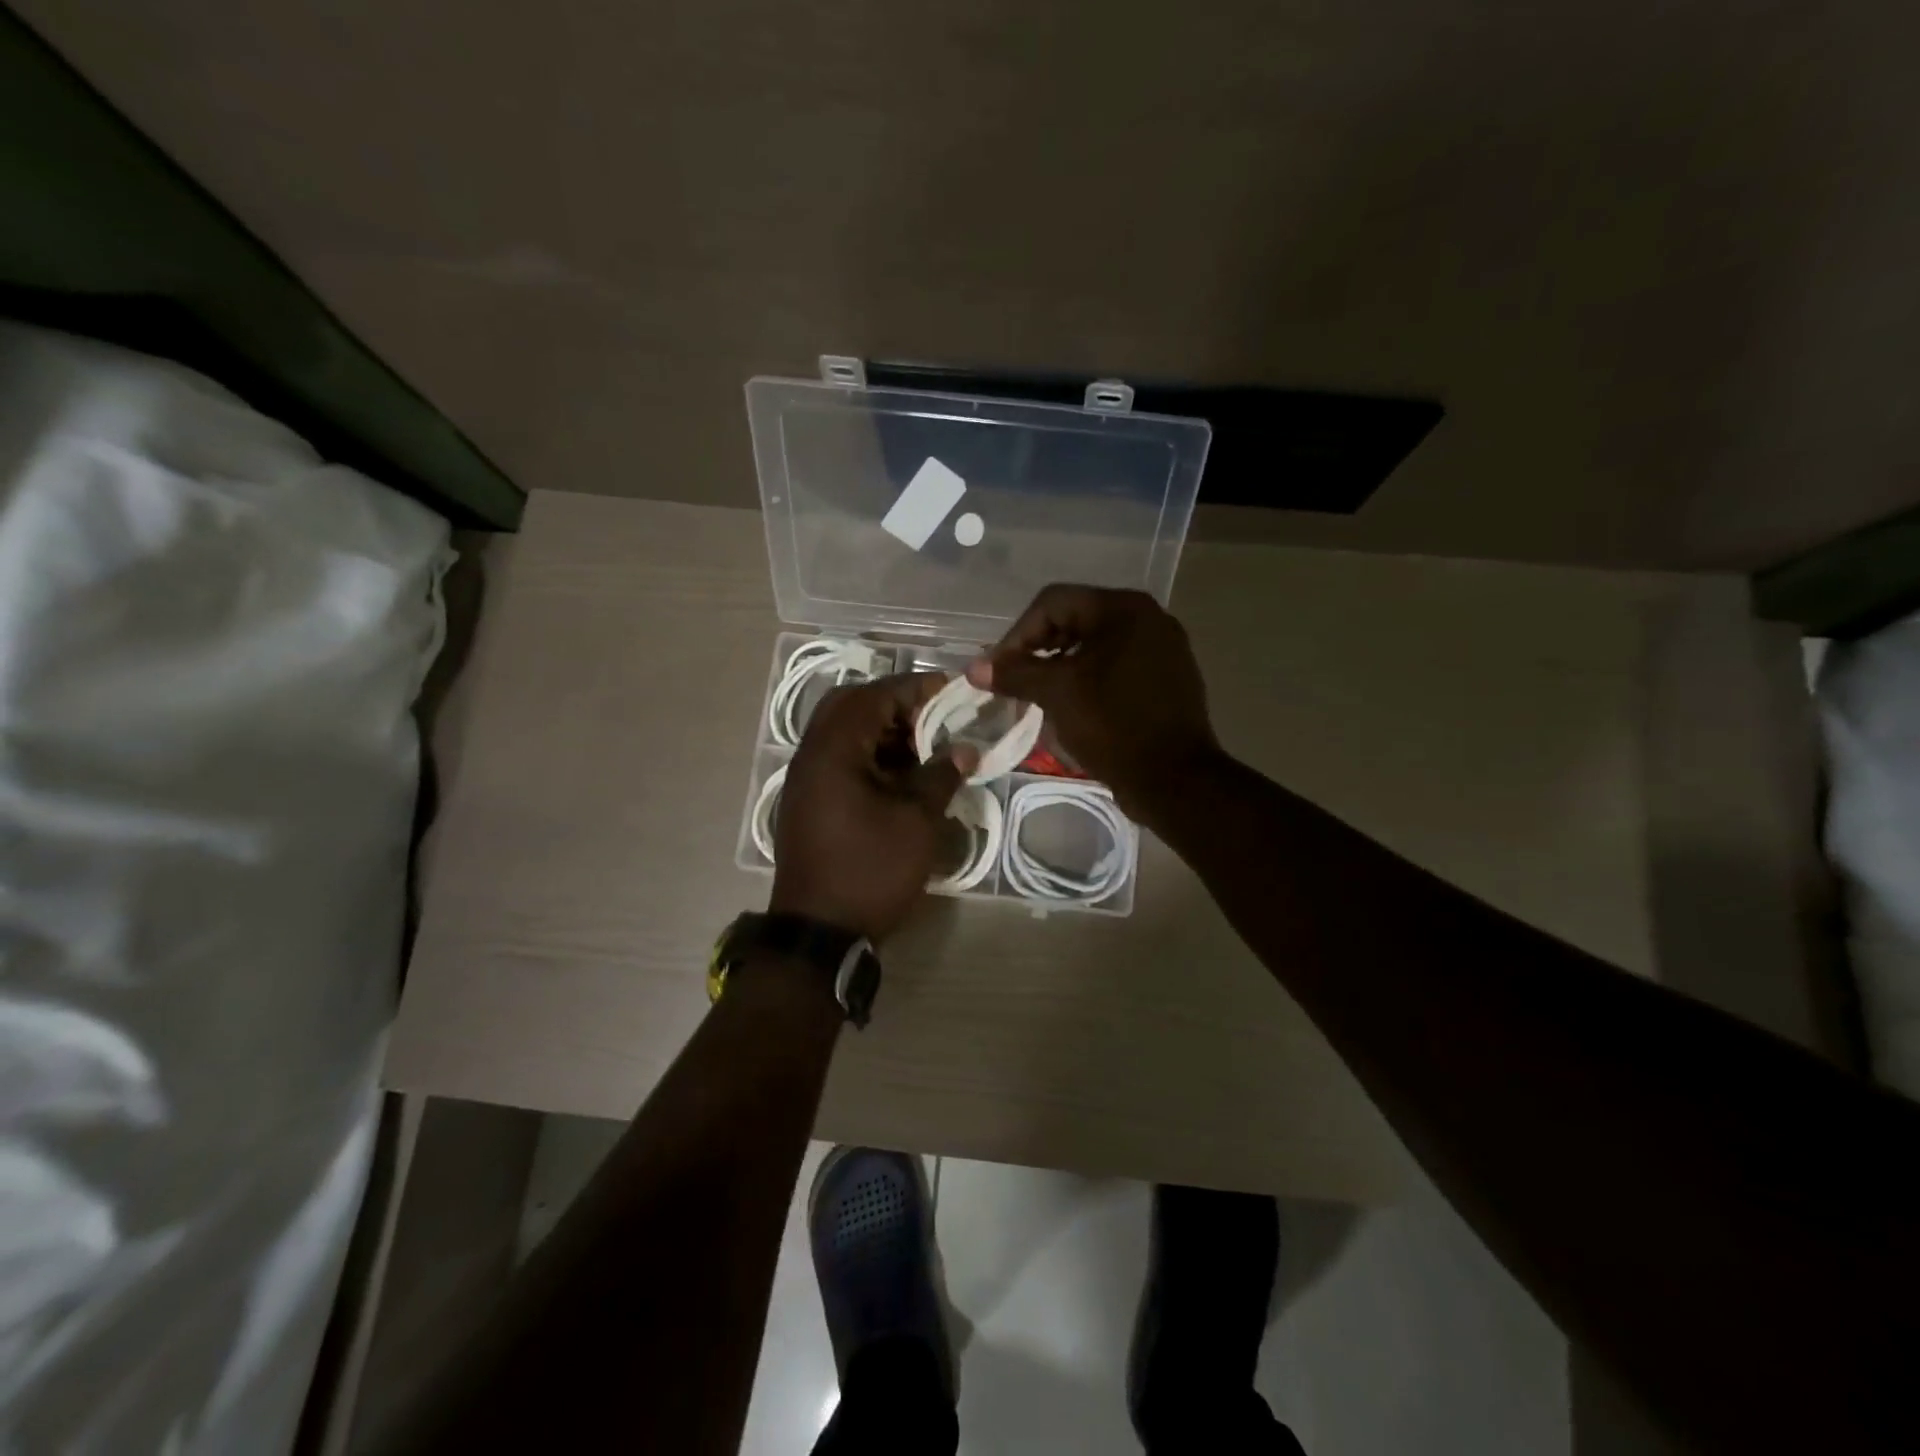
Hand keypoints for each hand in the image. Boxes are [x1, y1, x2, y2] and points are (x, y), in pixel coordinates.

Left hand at [770, 673, 977, 941]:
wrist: (820, 932)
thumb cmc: (870, 870)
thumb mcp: (916, 822)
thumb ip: (941, 775)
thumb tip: (966, 748)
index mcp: (833, 750)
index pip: (874, 696)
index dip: (914, 688)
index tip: (951, 690)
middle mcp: (812, 755)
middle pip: (850, 706)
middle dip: (894, 704)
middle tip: (931, 718)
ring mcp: (806, 779)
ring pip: (843, 733)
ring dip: (882, 730)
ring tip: (924, 747)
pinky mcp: (809, 801)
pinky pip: (839, 759)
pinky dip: (870, 755)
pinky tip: (901, 776)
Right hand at [968, 585, 1219, 823]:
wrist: (1175, 780)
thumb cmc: (1113, 726)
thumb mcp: (1057, 694)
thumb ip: (1014, 673)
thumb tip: (973, 668)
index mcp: (1124, 609)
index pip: (1054, 602)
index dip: (1017, 634)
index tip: (999, 670)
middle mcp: (1148, 618)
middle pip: (1075, 619)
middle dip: (1037, 649)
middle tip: (1014, 681)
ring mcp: (1162, 648)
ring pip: (1094, 644)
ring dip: (1060, 665)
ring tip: (1037, 695)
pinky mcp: (1166, 677)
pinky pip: (1115, 665)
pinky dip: (1087, 678)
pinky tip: (1072, 705)